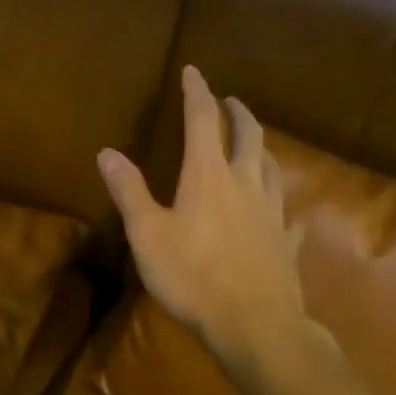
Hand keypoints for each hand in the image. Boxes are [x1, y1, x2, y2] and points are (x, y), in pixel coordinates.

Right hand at [98, 66, 309, 368]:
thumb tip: (107, 152)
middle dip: (238, 112)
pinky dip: (283, 207)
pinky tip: (285, 215)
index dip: (196, 92)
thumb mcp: (147, 234)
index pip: (202, 119)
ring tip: (256, 144)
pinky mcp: (287, 242)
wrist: (254, 324)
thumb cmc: (192, 275)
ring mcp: (272, 213)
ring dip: (262, 148)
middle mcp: (245, 183)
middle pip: (248, 135)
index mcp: (208, 174)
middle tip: (231, 100)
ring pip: (272, 168)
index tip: (193, 71)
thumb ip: (129, 191)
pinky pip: (288, 216)